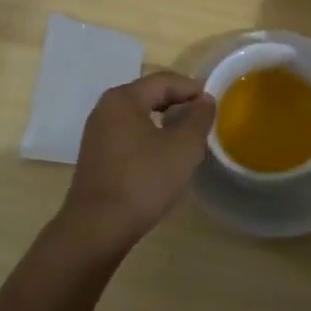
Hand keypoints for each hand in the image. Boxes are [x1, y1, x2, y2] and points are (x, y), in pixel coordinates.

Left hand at [59, 71, 215, 255]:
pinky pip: (129, 136)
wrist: (97, 228)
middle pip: (149, 96)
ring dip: (165, 123)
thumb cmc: (143, 180)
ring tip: (188, 139)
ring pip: (139, 117)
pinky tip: (163, 158)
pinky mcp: (96, 157)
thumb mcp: (182, 148)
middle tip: (203, 121)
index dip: (192, 89)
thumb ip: (198, 119)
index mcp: (123, 98)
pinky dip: (149, 138)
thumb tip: (205, 100)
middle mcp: (106, 109)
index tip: (214, 105)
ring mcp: (97, 134)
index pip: (164, 81)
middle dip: (178, 105)